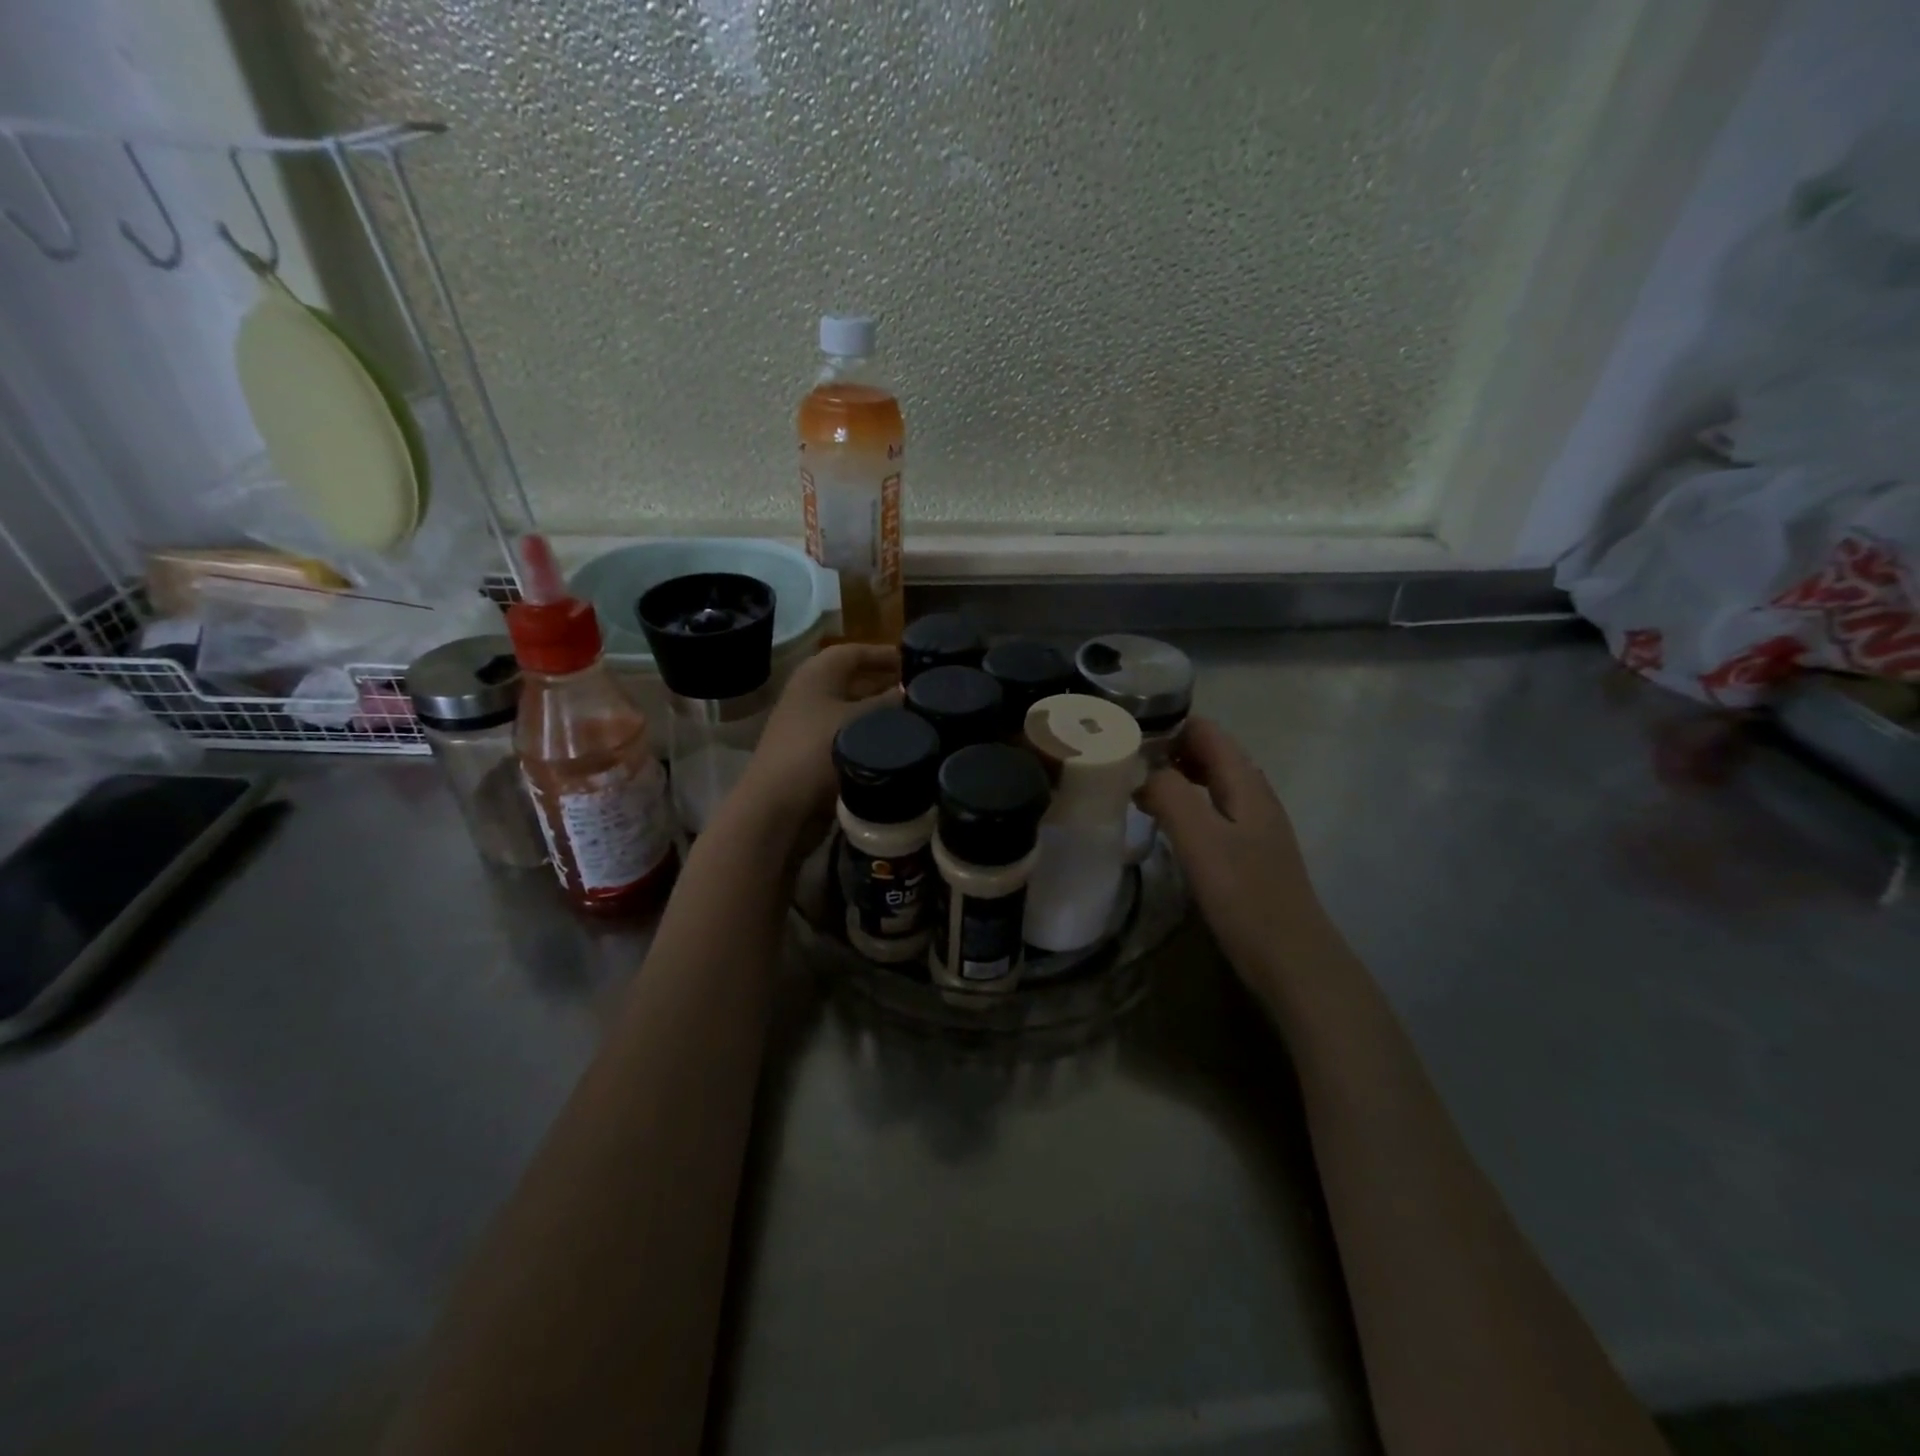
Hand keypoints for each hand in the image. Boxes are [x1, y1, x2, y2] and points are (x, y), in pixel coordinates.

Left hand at [735, 644, 900, 835]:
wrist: (777, 806)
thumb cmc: (817, 751)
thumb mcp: (861, 723)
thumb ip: (890, 703)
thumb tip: (914, 690)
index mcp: (817, 674)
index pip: (855, 652)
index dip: (884, 654)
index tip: (915, 662)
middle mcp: (809, 692)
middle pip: (853, 679)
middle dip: (885, 683)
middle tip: (920, 691)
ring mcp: (807, 723)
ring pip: (851, 709)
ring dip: (878, 711)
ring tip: (914, 717)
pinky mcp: (810, 752)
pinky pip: (846, 733)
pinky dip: (867, 734)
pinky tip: (891, 744)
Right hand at [1138, 717, 1335, 990]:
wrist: (1291, 958)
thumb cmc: (1244, 895)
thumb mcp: (1200, 839)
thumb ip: (1170, 794)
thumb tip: (1144, 772)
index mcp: (1246, 782)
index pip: (1206, 730)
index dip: (1168, 726)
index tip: (1126, 738)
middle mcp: (1253, 794)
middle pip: (1209, 753)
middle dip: (1167, 751)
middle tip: (1122, 765)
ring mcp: (1254, 824)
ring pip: (1210, 783)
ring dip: (1174, 779)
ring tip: (1134, 791)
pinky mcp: (1248, 851)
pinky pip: (1212, 810)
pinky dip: (1185, 806)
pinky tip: (1164, 825)